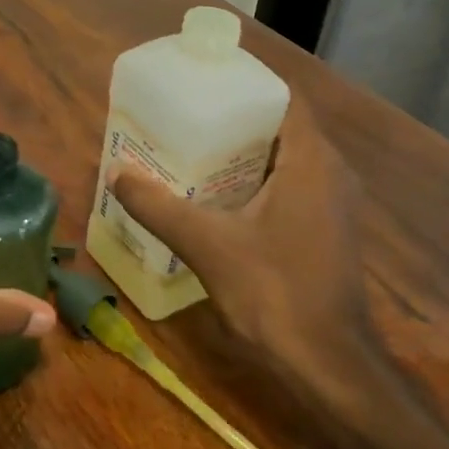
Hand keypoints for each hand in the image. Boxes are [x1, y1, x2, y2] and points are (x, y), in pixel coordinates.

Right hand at [110, 96, 398, 416]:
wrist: (328, 365)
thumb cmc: (274, 292)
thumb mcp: (207, 244)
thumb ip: (158, 206)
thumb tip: (116, 175)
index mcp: (310, 161)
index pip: (282, 98)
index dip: (243, 84)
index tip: (202, 82)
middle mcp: (330, 173)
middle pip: (279, 127)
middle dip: (233, 119)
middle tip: (184, 116)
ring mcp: (332, 204)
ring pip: (284, 159)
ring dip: (243, 153)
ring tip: (191, 149)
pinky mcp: (326, 230)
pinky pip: (289, 186)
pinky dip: (255, 181)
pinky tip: (216, 197)